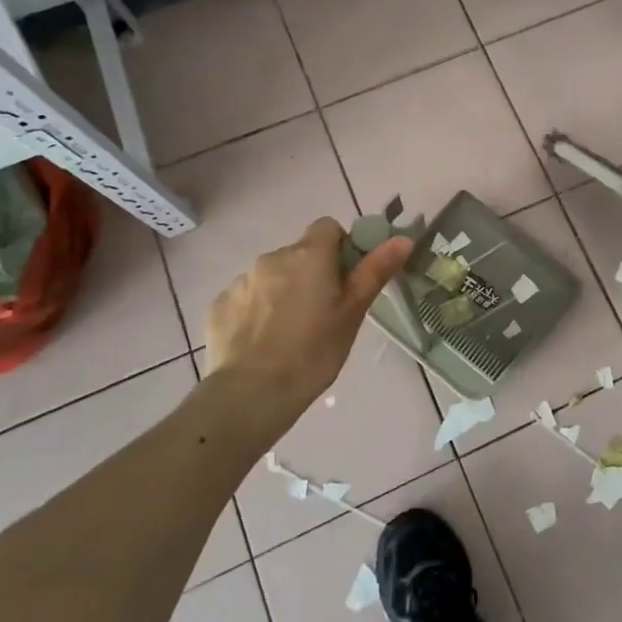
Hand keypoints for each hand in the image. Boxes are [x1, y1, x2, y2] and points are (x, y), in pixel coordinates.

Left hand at [201, 217, 411, 445]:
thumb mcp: (353, 313)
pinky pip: (246, 298)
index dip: (340, 248)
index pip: (328, 227)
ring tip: (289, 332)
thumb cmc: (314, 351)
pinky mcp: (219, 305)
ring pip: (271, 276)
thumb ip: (375, 271)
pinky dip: (256, 311)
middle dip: (311, 273)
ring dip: (282, 291)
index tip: (344, 280)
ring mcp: (242, 280)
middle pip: (299, 253)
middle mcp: (273, 257)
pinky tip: (262, 342)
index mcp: (310, 255)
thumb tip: (403, 239)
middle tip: (322, 312)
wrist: (252, 393)